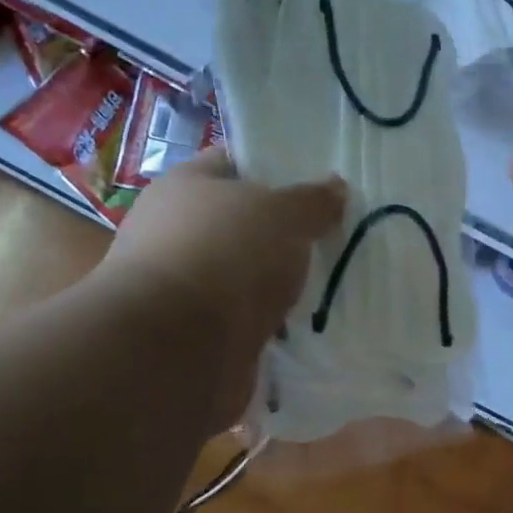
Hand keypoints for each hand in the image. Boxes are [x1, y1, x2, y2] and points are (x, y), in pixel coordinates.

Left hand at [100, 148, 345, 427]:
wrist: (176, 349)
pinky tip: (309, 325)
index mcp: (185, 186)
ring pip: (247, 275)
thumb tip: (336, 188)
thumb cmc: (226, 255)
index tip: (320, 183)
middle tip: (335, 235)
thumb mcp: (283, 213)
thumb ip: (313, 200)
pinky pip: (248, 320)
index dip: (276, 168)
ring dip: (280, 283)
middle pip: (243, 223)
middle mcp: (176, 232)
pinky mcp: (197, 334)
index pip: (234, 164)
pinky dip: (274, 324)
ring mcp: (184, 286)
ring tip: (333, 284)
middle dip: (286, 233)